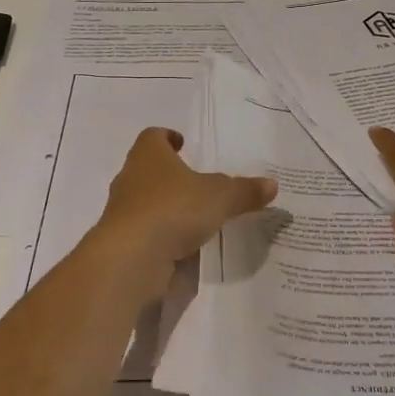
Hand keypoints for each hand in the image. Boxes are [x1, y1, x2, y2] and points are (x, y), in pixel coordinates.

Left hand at [91, 128, 277, 296]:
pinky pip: (146, 231)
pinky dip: (162, 234)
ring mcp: (122, 211)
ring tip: (194, 215)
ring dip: (165, 206)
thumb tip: (272, 184)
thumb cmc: (173, 209)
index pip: (153, 136)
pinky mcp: (122, 242)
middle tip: (196, 181)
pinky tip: (183, 245)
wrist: (130, 258)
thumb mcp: (220, 197)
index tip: (183, 143)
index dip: (168, 137)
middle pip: (148, 168)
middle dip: (170, 174)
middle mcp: (130, 178)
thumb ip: (245, 191)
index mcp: (149, 155)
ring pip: (145, 201)